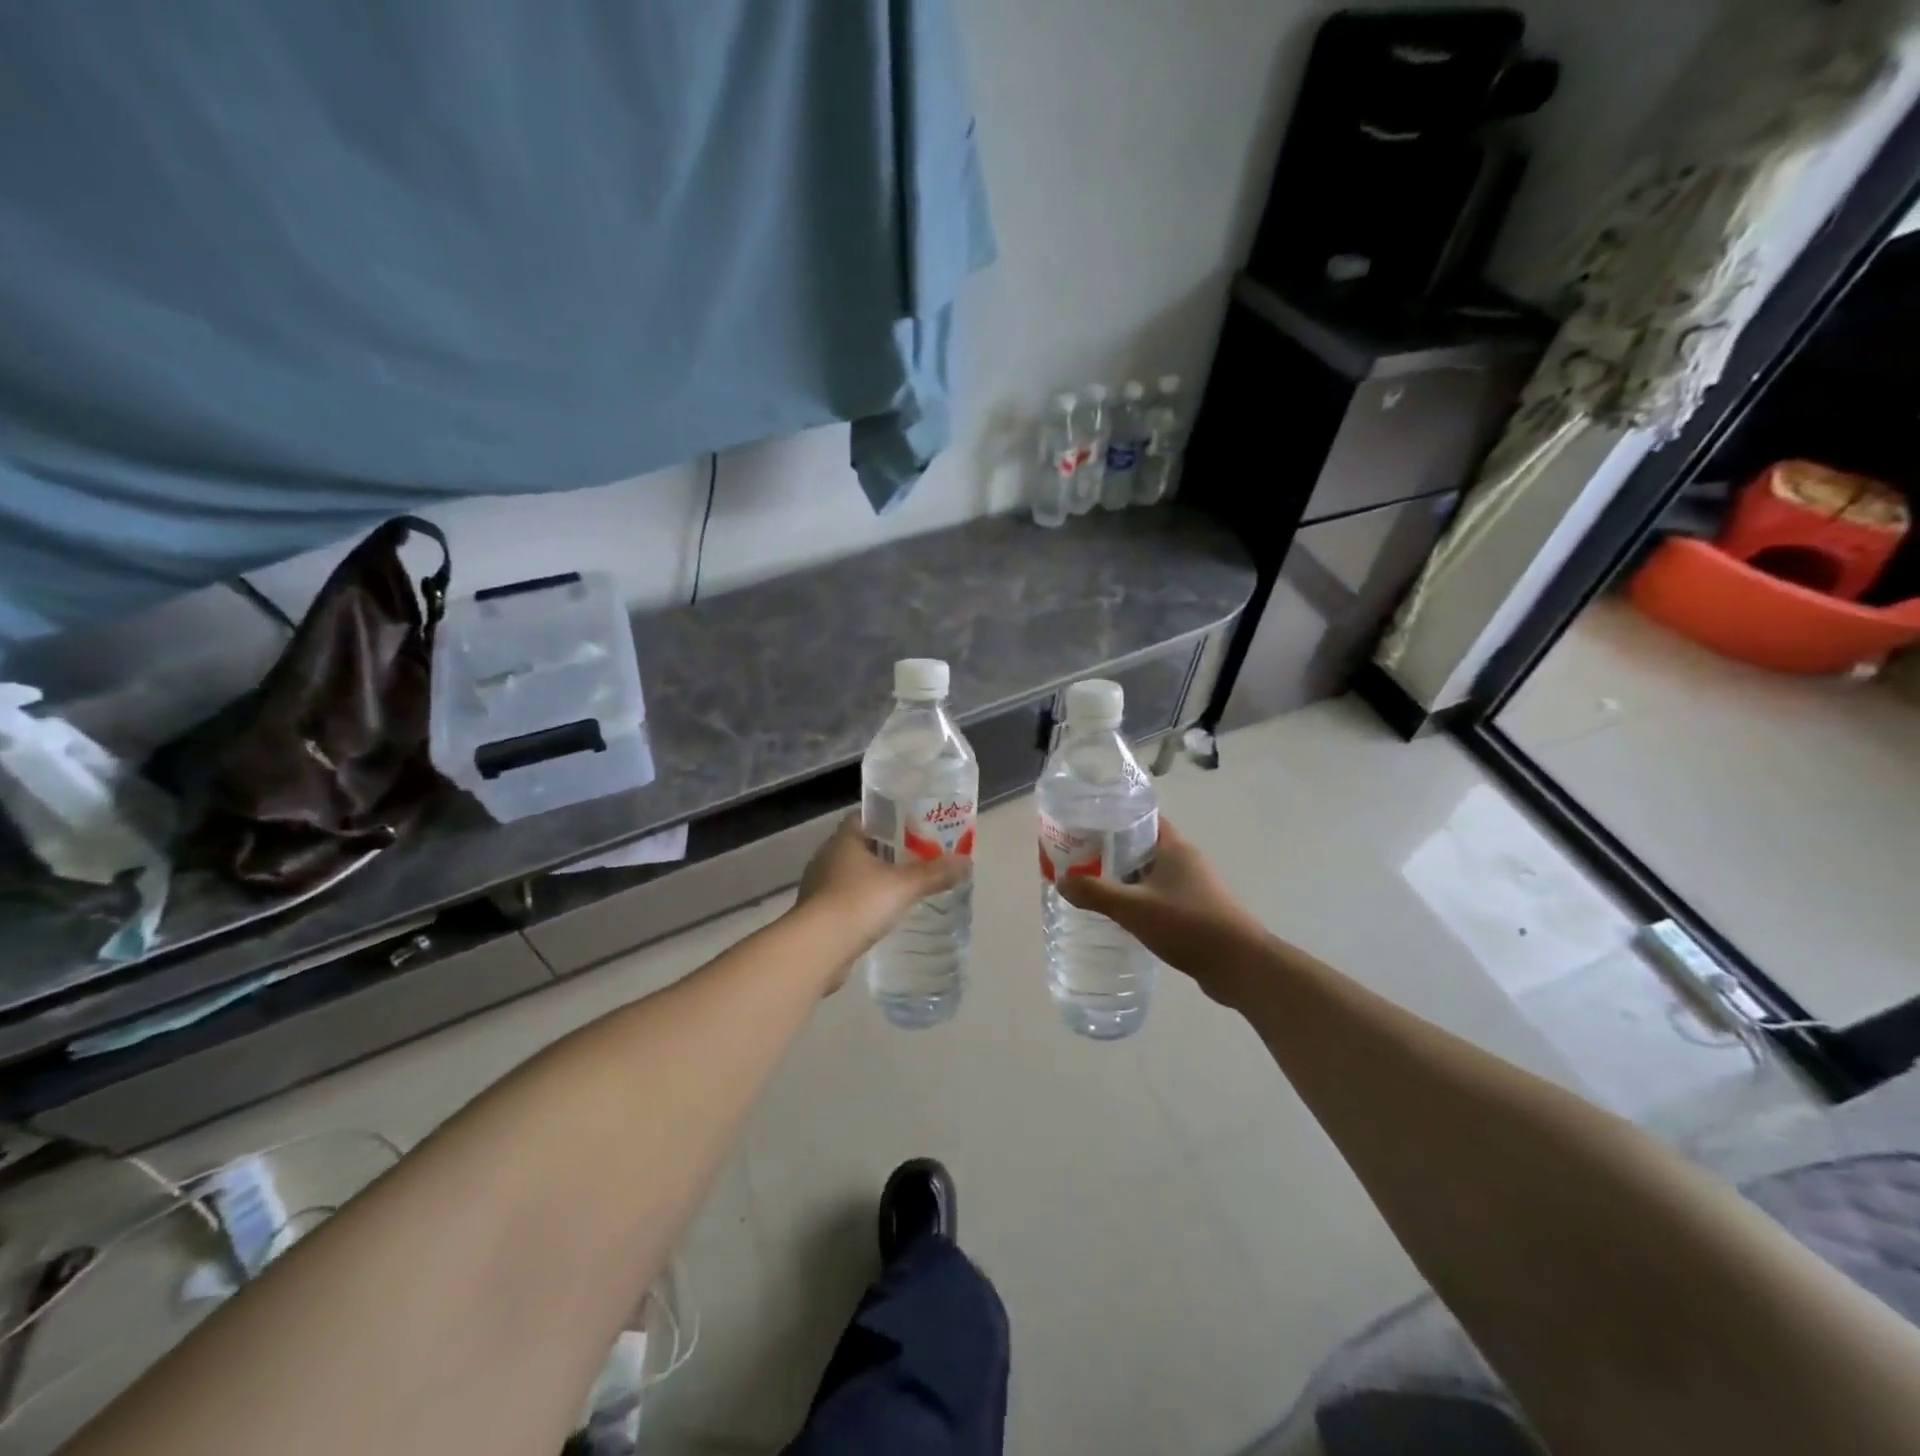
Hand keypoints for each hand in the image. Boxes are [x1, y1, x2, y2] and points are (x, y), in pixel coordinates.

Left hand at [795, 815, 968, 984]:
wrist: (817, 949)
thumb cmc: (858, 903)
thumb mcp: (903, 886)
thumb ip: (934, 873)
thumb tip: (967, 862)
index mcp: (844, 840)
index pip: (866, 817)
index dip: (890, 819)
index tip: (914, 826)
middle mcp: (828, 857)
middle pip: (862, 846)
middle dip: (888, 851)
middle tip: (919, 856)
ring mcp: (820, 887)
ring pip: (854, 874)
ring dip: (876, 879)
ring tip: (905, 886)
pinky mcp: (820, 914)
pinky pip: (847, 900)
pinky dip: (865, 903)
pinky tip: (884, 914)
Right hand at [1058, 817, 1270, 1003]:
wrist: (1240, 966)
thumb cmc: (1188, 925)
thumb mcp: (1133, 907)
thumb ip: (1095, 893)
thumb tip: (1060, 880)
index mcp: (1175, 847)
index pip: (1143, 818)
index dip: (1115, 818)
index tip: (1086, 826)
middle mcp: (1186, 860)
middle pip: (1144, 845)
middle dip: (1113, 851)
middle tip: (1081, 859)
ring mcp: (1195, 887)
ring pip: (1152, 873)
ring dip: (1127, 878)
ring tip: (1094, 886)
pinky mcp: (1198, 911)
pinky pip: (1162, 896)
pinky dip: (1142, 899)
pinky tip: (1123, 915)